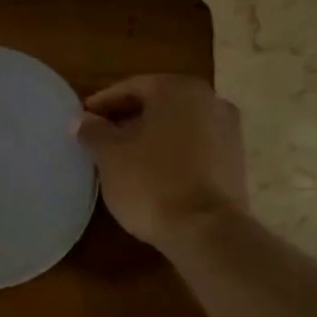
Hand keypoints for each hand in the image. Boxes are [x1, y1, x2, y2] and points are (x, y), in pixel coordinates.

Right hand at [75, 75, 246, 249]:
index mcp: (178, 89)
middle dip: (128, 118)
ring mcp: (229, 131)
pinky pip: (194, 147)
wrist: (206, 230)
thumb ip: (94, 132)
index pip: (132, 87)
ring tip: (124, 158)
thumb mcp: (110, 156)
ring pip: (178, 125)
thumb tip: (81, 120)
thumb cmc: (151, 182)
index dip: (103, 103)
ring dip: (151, 136)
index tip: (83, 119)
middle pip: (159, 104)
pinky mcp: (235, 161)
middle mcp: (210, 100)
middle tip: (101, 137)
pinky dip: (172, 152)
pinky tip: (152, 173)